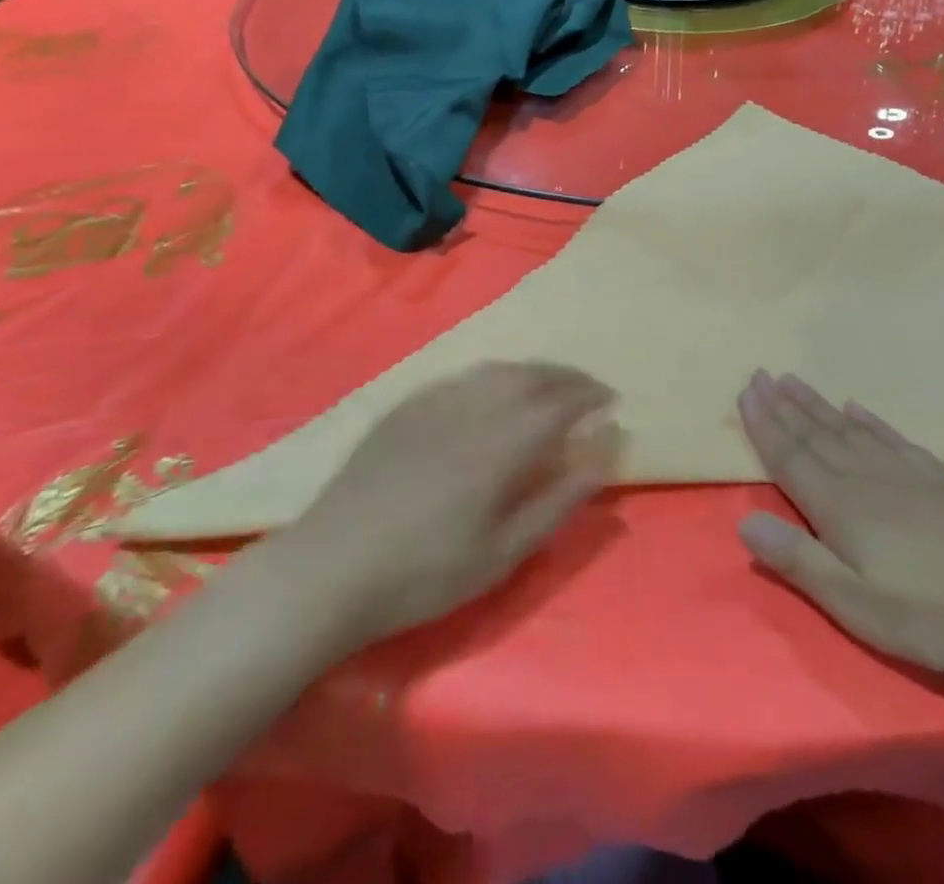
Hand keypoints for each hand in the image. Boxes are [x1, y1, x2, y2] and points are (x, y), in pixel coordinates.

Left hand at [282, 361, 619, 645]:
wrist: (331, 567)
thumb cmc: (425, 573)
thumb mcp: (502, 554)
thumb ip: (556, 502)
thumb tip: (600, 459)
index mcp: (501, 443)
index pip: (560, 402)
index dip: (590, 396)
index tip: (612, 400)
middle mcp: (473, 408)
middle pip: (531, 375)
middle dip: (567, 376)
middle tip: (589, 389)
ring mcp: (434, 402)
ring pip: (495, 370)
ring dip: (532, 371)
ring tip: (548, 386)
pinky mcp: (406, 407)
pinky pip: (461, 376)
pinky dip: (492, 377)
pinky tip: (491, 393)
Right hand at [736, 371, 943, 678]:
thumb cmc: (930, 612)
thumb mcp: (855, 603)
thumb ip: (798, 561)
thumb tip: (744, 524)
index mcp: (838, 506)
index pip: (789, 456)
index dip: (764, 425)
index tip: (745, 392)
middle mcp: (863, 477)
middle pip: (814, 434)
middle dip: (782, 405)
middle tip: (760, 374)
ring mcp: (902, 473)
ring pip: (847, 430)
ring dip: (816, 405)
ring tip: (793, 381)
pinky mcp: (936, 480)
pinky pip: (890, 438)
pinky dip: (868, 420)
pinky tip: (857, 408)